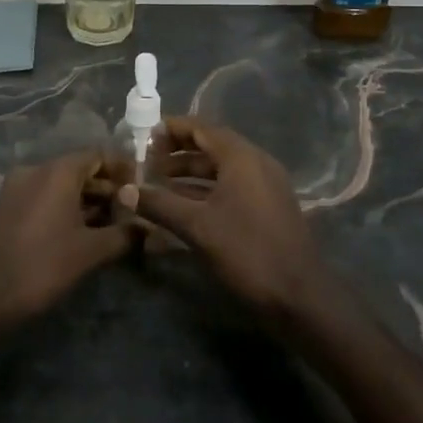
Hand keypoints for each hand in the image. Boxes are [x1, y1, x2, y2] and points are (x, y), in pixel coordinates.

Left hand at [0, 151, 133, 332]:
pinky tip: (79, 234)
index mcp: (57, 171)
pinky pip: (42, 198)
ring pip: (60, 186)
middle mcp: (34, 170)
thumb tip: (148, 229)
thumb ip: (123, 235)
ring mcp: (15, 188)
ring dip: (86, 202)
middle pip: (79, 169)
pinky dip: (63, 209)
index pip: (98, 155)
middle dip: (106, 189)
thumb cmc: (40, 267)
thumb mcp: (89, 252)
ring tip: (110, 227)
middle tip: (130, 212)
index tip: (142, 188)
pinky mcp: (4, 208)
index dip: (123, 169)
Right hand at [121, 118, 328, 317]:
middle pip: (211, 145)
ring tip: (158, 183)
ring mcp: (265, 185)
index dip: (171, 129)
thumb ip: (159, 204)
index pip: (201, 128)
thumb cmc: (247, 251)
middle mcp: (256, 162)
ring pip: (221, 168)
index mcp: (241, 157)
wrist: (299, 295)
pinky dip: (206, 189)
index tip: (143, 136)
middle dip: (177, 152)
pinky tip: (183, 205)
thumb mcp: (197, 226)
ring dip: (190, 172)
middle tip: (146, 160)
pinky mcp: (267, 206)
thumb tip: (123, 190)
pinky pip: (232, 186)